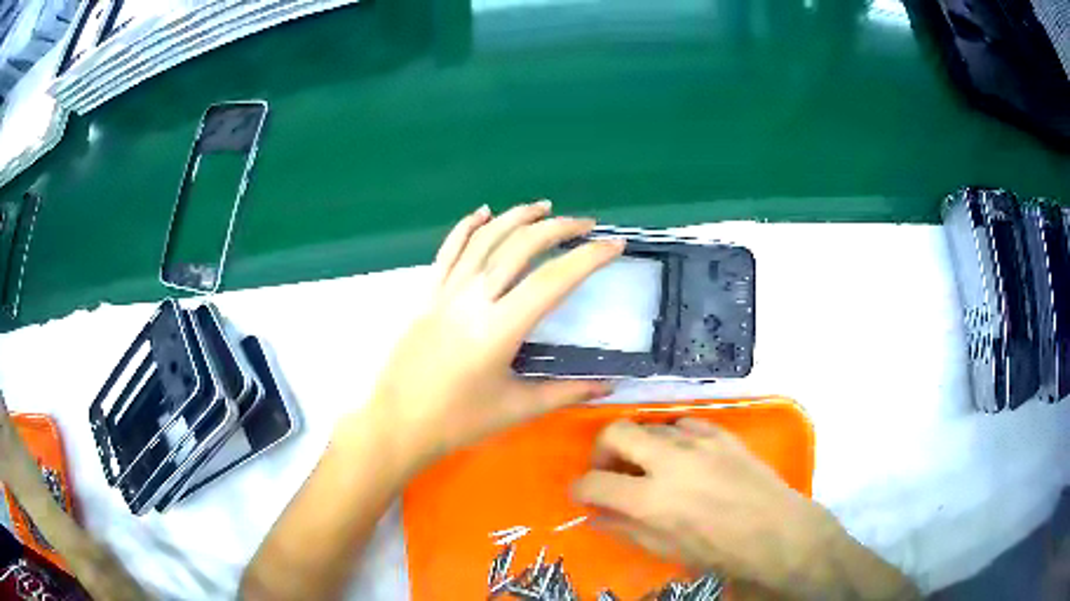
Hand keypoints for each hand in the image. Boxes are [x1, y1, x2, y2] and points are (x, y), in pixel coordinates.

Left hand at [352, 201, 623, 474]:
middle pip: (520, 247)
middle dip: (557, 229)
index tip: (614, 245)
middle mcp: (473, 299)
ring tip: (544, 207)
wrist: (398, 423)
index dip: (588, 259)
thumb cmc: (458, 421)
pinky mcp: (427, 294)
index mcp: (499, 328)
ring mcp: (446, 292)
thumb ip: (567, 391)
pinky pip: (448, 251)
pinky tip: (483, 212)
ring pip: (484, 239)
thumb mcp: (518, 408)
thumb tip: (609, 385)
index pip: (553, 281)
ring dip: (516, 217)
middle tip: (585, 224)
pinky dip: (466, 227)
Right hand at [573, 420, 918, 600]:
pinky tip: (682, 456)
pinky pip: (684, 423)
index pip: (594, 483)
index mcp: (651, 500)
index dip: (580, 489)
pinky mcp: (721, 432)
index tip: (581, 493)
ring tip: (648, 466)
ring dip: (639, 444)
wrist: (775, 532)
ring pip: (650, 425)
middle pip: (616, 432)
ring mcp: (698, 441)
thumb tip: (595, 514)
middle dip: (602, 450)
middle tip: (609, 469)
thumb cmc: (719, 551)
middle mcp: (670, 462)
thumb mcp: (665, 549)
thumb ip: (625, 528)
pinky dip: (672, 437)